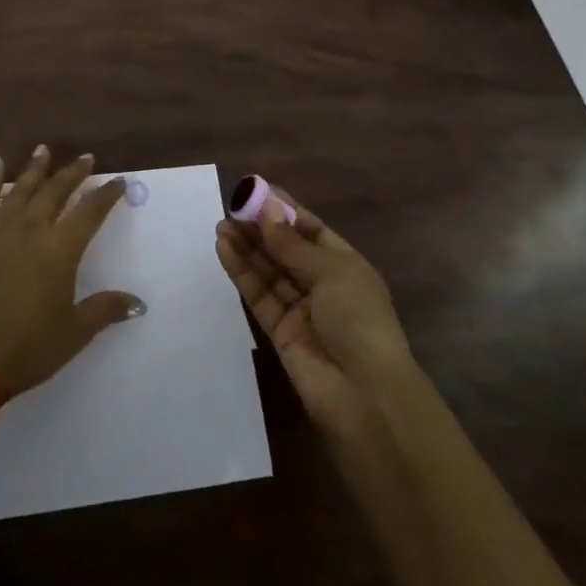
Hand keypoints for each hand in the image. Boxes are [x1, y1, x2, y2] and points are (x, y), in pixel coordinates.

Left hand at [0, 146, 143, 398]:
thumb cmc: (28, 348)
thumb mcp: (74, 333)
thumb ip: (105, 310)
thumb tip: (138, 303)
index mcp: (60, 250)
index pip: (90, 212)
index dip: (106, 195)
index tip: (118, 181)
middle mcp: (31, 230)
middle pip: (56, 191)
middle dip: (73, 173)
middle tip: (86, 158)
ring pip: (20, 189)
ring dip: (35, 168)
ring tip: (44, 149)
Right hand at [216, 186, 411, 439]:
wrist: (364, 395)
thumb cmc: (358, 320)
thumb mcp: (331, 272)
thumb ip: (292, 243)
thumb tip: (267, 209)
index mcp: (345, 265)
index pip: (311, 230)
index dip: (285, 210)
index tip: (257, 191)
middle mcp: (323, 284)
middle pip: (286, 249)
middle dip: (260, 228)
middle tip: (231, 207)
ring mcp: (300, 309)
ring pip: (268, 270)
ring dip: (246, 247)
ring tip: (221, 224)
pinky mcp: (279, 331)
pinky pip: (258, 294)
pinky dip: (242, 272)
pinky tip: (224, 248)